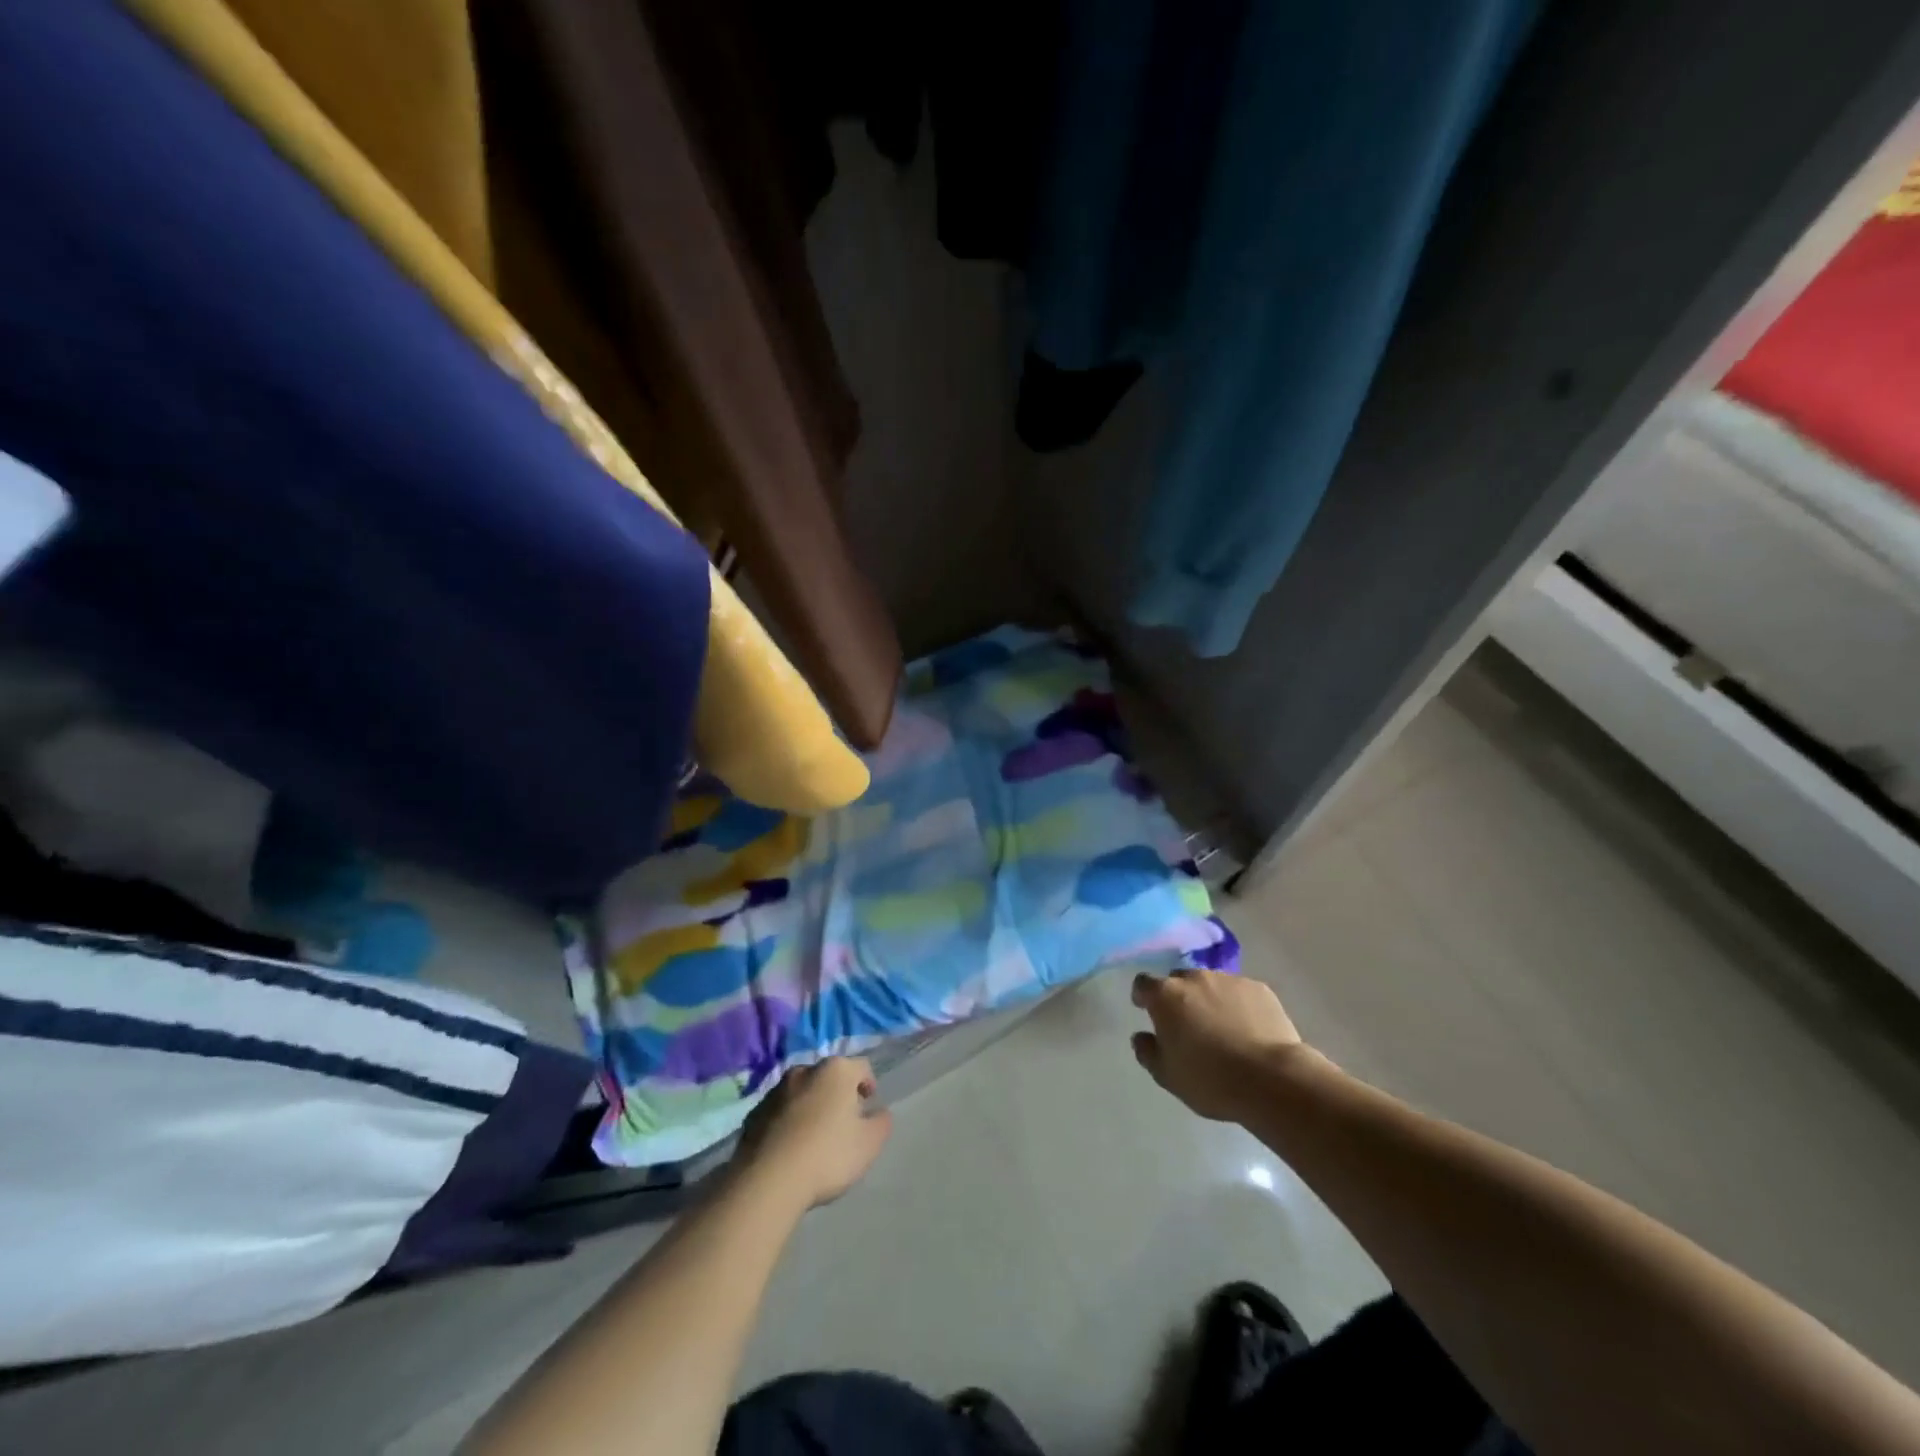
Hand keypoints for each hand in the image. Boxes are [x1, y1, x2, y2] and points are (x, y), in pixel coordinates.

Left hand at [736, 1058, 892, 1208]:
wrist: (767, 1181)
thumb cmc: (827, 1155)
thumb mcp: (869, 1144)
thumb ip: (881, 1122)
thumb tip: (879, 1112)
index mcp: (836, 1071)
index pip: (861, 1067)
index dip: (868, 1085)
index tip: (868, 1107)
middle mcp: (805, 1070)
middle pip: (829, 1077)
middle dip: (837, 1095)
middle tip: (843, 1124)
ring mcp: (775, 1090)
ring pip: (802, 1093)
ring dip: (811, 1107)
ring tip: (814, 1138)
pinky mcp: (754, 1113)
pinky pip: (779, 1112)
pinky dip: (788, 1122)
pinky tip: (790, 1149)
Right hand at [1131, 969, 1311, 1121]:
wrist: (1272, 1079)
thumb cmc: (1210, 1079)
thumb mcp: (1167, 1076)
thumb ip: (1147, 1052)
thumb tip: (1141, 1037)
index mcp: (1166, 996)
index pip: (1143, 984)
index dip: (1144, 997)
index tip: (1147, 1011)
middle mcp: (1195, 978)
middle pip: (1179, 981)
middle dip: (1179, 998)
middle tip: (1188, 1025)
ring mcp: (1229, 980)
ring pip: (1211, 985)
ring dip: (1209, 1000)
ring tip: (1223, 1029)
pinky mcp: (1260, 989)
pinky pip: (1240, 993)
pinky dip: (1239, 1006)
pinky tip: (1249, 1031)